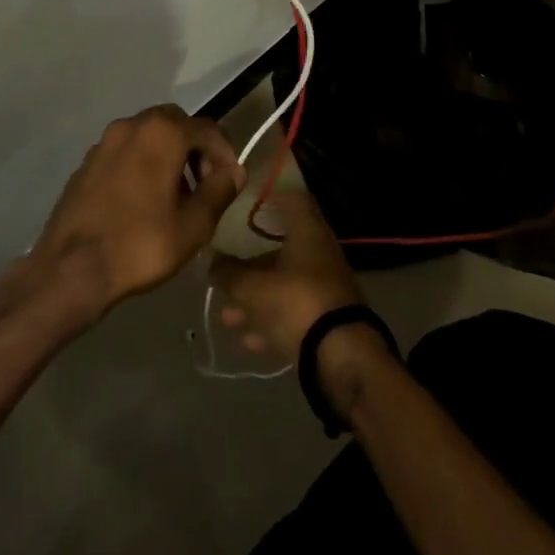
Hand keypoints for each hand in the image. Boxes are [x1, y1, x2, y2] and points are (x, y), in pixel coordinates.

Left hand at [29, 105, 244, 325]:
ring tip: (175, 196)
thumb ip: (219, 191)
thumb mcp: (193, 225)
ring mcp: (104, 141)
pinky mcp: (87, 162)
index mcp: (162, 133)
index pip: (207, 129)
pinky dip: (142, 163)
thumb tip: (234, 171)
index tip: (230, 182)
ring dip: (168, 155)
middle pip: (176, 123)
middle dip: (195, 148)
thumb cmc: (141, 244)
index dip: (225, 153)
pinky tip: (143, 200)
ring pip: (148, 135)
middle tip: (203, 184)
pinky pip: (125, 151)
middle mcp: (132, 125)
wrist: (70, 268)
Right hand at [209, 190, 363, 362]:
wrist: (342, 357)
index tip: (243, 201)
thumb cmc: (295, 303)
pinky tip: (249, 340)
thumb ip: (228, 274)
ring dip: (256, 298)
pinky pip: (294, 312)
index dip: (268, 196)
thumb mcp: (252, 289)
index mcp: (307, 231)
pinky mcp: (328, 318)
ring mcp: (326, 287)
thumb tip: (212, 262)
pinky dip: (272, 322)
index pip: (291, 197)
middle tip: (224, 269)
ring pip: (285, 284)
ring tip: (227, 316)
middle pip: (281, 247)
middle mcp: (320, 252)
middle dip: (250, 262)